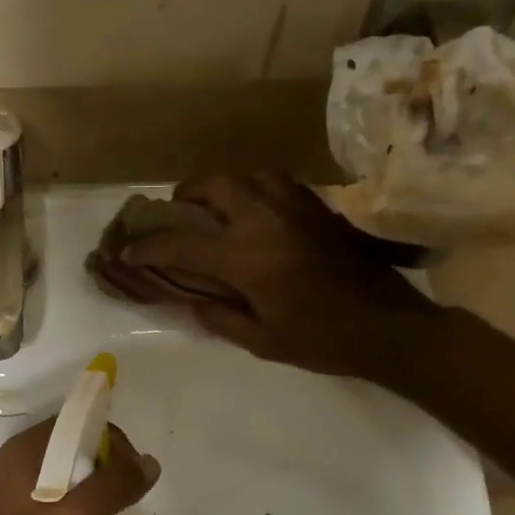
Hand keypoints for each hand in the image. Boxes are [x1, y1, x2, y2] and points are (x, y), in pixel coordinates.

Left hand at [0, 417, 159, 514]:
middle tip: (118, 504)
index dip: (111, 443)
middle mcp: (4, 463)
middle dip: (98, 468)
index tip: (130, 479)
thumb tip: (149, 462)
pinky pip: (34, 500)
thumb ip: (112, 487)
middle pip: (64, 448)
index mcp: (20, 451)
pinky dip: (59, 509)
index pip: (76, 423)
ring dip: (80, 491)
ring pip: (50, 476)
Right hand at [118, 173, 440, 378]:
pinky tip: (251, 210)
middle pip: (211, 186)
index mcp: (247, 257)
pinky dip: (250, 187)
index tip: (126, 250)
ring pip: (244, 173)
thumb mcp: (261, 341)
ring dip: (219, 186)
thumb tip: (189, 298)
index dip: (147, 248)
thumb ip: (218, 316)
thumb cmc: (322, 340)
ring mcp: (294, 206)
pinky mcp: (316, 205)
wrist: (389, 325)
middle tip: (177, 216)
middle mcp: (265, 219)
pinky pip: (272, 180)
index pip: (181, 244)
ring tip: (213, 208)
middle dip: (184, 197)